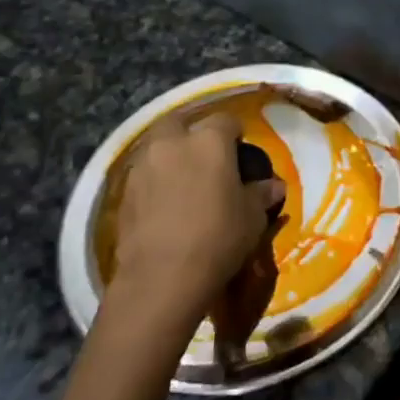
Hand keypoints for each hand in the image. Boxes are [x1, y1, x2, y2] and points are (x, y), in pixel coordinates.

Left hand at [110, 111, 285, 327]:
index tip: (240, 151)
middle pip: (181, 122)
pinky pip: (143, 175)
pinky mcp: (124, 193)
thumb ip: (262, 194)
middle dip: (192, 134)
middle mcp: (172, 143)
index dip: (235, 133)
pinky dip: (154, 181)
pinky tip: (164, 204)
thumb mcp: (252, 217)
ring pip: (157, 147)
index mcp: (209, 141)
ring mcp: (143, 166)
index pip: (226, 120)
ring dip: (170, 157)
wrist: (162, 278)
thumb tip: (275, 185)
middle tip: (206, 159)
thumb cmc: (218, 237)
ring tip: (183, 182)